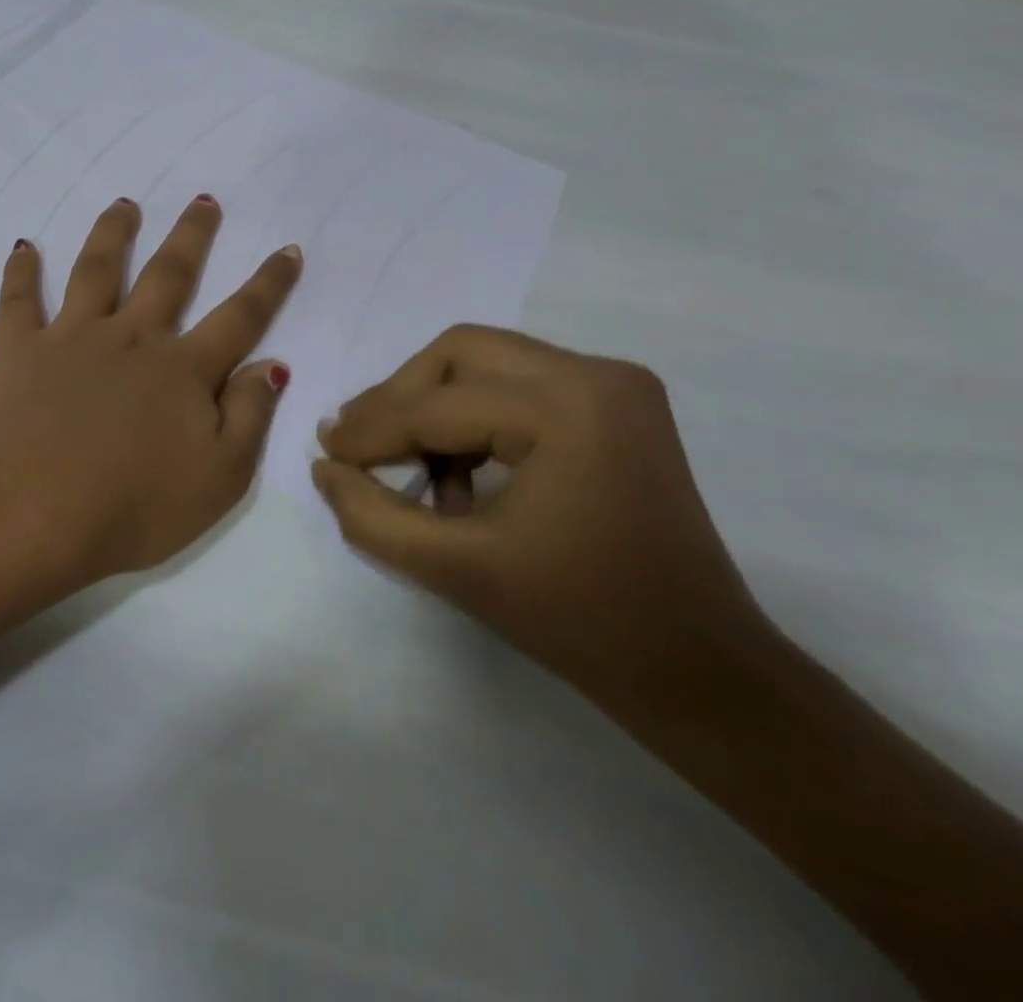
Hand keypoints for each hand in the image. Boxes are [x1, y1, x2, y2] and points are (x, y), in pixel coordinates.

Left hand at [0, 195, 301, 584]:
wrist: (34, 514)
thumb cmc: (134, 507)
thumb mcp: (220, 477)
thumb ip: (250, 416)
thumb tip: (271, 365)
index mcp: (183, 370)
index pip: (240, 318)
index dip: (269, 284)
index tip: (288, 249)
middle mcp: (132, 338)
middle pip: (169, 275)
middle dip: (191, 236)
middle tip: (203, 200)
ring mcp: (73, 338)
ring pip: (97, 270)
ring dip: (113, 233)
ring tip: (124, 204)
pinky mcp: (21, 350)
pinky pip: (18, 301)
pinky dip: (20, 271)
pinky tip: (24, 246)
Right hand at [312, 326, 774, 720]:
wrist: (698, 670)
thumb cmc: (579, 622)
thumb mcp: (455, 569)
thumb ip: (371, 515)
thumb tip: (324, 465)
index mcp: (568, 408)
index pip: (438, 403)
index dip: (371, 429)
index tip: (327, 454)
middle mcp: (596, 373)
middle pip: (459, 352)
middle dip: (401, 398)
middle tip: (361, 446)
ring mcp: (614, 384)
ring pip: (485, 362)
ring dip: (435, 408)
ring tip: (414, 473)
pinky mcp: (616, 403)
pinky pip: (517, 385)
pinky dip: (475, 419)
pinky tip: (462, 477)